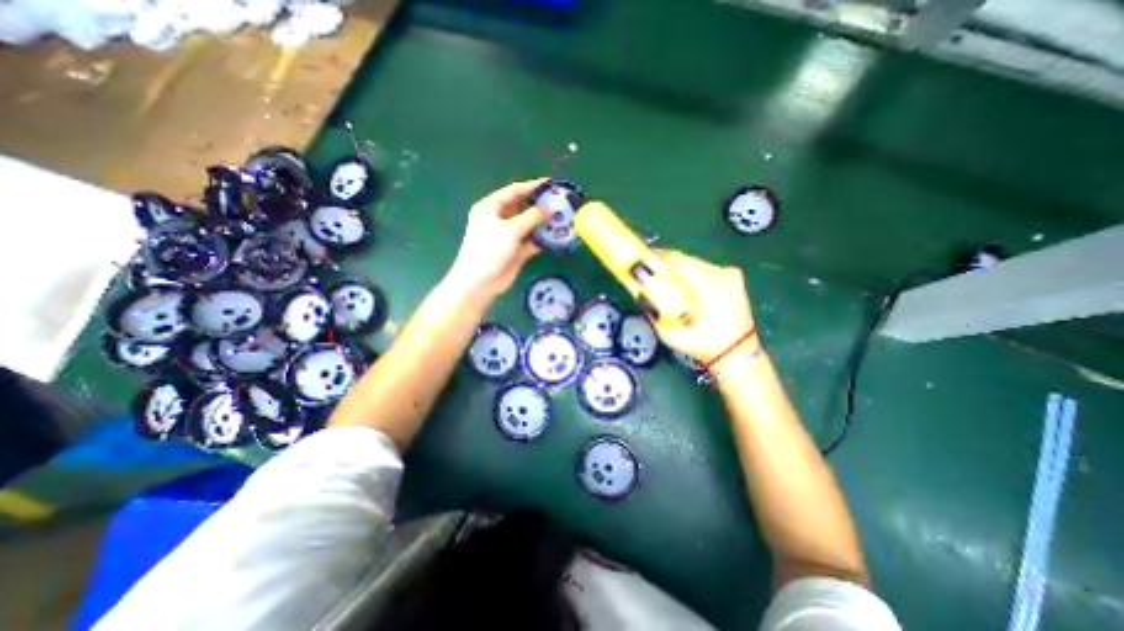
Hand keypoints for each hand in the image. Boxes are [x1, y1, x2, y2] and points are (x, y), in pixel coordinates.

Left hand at [450, 180, 551, 297]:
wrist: (480, 282)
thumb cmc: (490, 249)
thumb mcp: (511, 229)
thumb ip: (532, 216)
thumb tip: (550, 209)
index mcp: (491, 207)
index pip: (514, 191)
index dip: (533, 186)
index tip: (551, 184)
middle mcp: (499, 218)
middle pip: (523, 207)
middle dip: (541, 205)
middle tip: (560, 202)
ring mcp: (508, 235)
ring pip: (529, 225)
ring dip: (544, 223)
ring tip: (563, 219)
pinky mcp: (515, 250)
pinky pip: (531, 241)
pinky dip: (542, 239)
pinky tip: (556, 237)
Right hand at [646, 246, 758, 364]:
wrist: (736, 353)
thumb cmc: (703, 345)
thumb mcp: (672, 334)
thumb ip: (654, 313)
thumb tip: (640, 293)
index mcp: (709, 286)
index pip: (677, 261)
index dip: (656, 257)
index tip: (641, 258)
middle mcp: (721, 274)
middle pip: (686, 259)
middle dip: (665, 261)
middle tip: (648, 266)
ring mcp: (730, 274)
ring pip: (695, 262)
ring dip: (677, 266)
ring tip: (662, 273)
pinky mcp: (734, 277)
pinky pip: (705, 269)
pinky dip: (690, 272)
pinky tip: (682, 281)